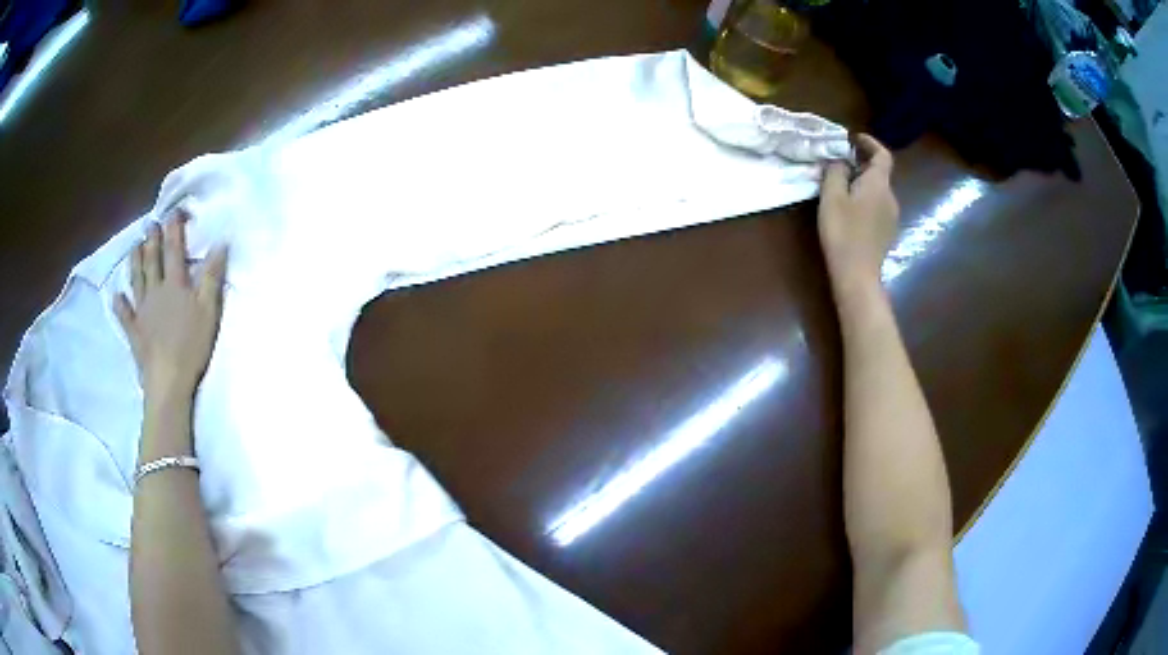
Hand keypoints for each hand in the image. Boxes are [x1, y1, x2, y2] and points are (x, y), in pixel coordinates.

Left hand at [115, 214, 227, 401]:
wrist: (168, 380)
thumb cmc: (191, 345)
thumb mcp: (209, 311)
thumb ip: (212, 277)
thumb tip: (220, 243)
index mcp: (175, 285)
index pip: (174, 250)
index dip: (174, 228)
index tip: (174, 211)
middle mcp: (155, 292)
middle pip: (152, 261)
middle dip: (152, 240)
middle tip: (150, 225)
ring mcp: (142, 311)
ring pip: (137, 280)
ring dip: (135, 262)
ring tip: (134, 246)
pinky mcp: (135, 332)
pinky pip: (125, 315)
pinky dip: (120, 304)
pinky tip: (116, 296)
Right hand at [818, 134, 899, 289]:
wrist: (858, 275)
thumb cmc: (843, 232)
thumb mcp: (832, 197)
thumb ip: (836, 171)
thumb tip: (840, 160)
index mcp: (879, 184)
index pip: (882, 154)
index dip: (870, 143)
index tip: (854, 139)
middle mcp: (891, 197)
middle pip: (880, 173)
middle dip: (861, 164)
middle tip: (839, 165)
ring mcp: (892, 217)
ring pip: (878, 191)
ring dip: (863, 184)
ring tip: (841, 189)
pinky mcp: (887, 232)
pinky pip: (878, 207)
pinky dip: (866, 200)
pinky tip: (850, 212)